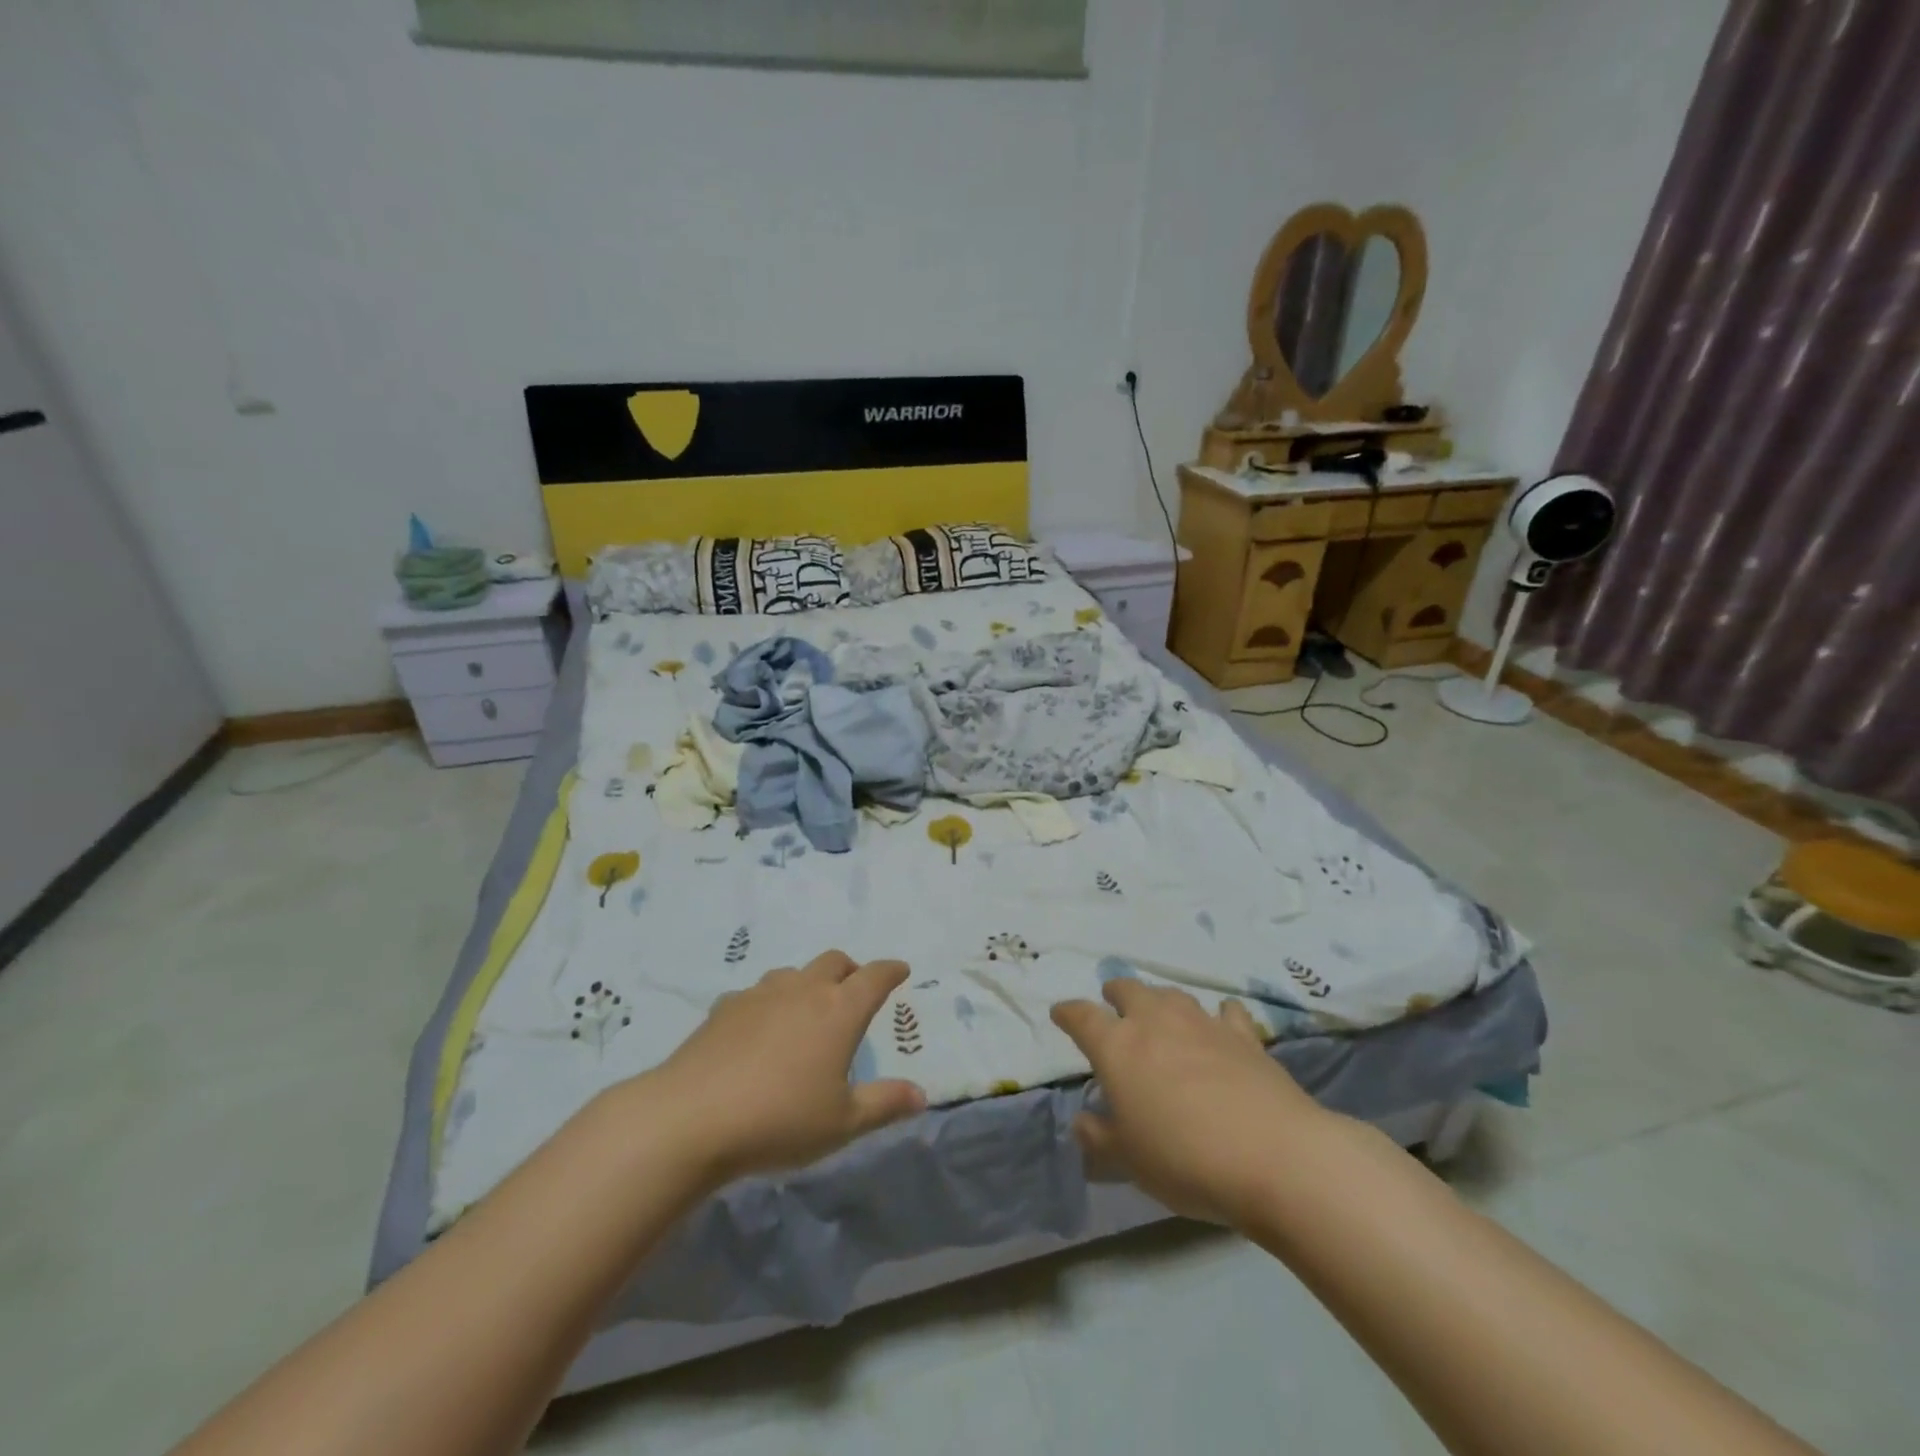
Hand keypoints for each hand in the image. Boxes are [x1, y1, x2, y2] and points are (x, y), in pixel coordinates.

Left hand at [650, 950, 926, 1186]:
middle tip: (855, 990)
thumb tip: (921, 1094)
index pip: (875, 976)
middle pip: (834, 962)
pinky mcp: (725, 1007)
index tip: (901, 970)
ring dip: (809, 983)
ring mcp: (761, 994)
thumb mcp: (842, 1122)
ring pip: (794, 973)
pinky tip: (760, 1028)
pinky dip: (770, 1002)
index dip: (891, 971)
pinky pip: (757, 993)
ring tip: (808, 1010)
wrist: (691, 1117)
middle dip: (851, 970)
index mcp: (839, 1010)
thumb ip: (884, 1104)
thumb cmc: (779, 1119)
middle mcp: (803, 990)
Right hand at [1051, 980, 1333, 1226]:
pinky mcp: (1244, 1036)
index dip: (1068, 1013)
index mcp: (1117, 1046)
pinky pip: (1225, 1012)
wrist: (1274, 1156)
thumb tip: (1082, 1121)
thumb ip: (1099, 1137)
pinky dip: (1217, 1014)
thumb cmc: (1184, 1159)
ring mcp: (1202, 1023)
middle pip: (1128, 989)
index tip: (1060, 1013)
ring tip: (1160, 1012)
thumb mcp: (1129, 1160)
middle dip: (1116, 993)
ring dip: (1160, 1000)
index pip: (1082, 1017)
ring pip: (1172, 995)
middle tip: (1113, 1004)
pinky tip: (1221, 1022)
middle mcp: (1155, 1021)